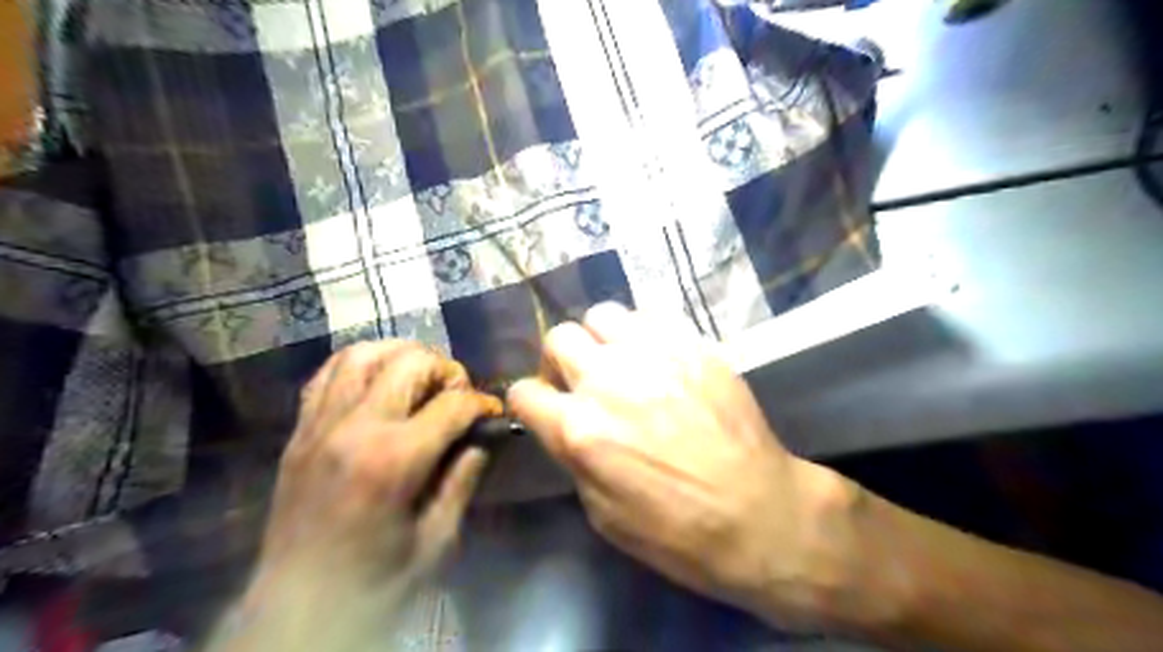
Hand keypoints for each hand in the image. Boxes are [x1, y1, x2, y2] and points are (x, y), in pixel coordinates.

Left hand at [248, 344, 503, 608]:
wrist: (296, 612)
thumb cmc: (375, 583)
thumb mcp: (437, 539)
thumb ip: (463, 478)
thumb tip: (482, 437)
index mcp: (394, 460)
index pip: (452, 405)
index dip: (481, 404)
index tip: (492, 413)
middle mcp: (354, 429)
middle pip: (409, 363)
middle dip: (446, 370)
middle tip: (458, 394)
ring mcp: (319, 425)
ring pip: (363, 354)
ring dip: (401, 355)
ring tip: (421, 376)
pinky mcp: (299, 432)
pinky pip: (327, 374)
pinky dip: (360, 363)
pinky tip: (379, 380)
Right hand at [510, 305, 860, 632]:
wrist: (758, 512)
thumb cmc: (677, 530)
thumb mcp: (603, 513)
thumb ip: (575, 457)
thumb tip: (567, 427)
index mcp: (580, 430)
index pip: (524, 392)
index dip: (530, 401)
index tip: (545, 408)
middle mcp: (608, 381)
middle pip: (559, 338)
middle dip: (561, 361)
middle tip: (583, 381)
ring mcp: (654, 355)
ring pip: (603, 315)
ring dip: (602, 340)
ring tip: (622, 363)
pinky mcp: (692, 344)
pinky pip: (650, 317)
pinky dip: (642, 335)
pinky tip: (659, 360)